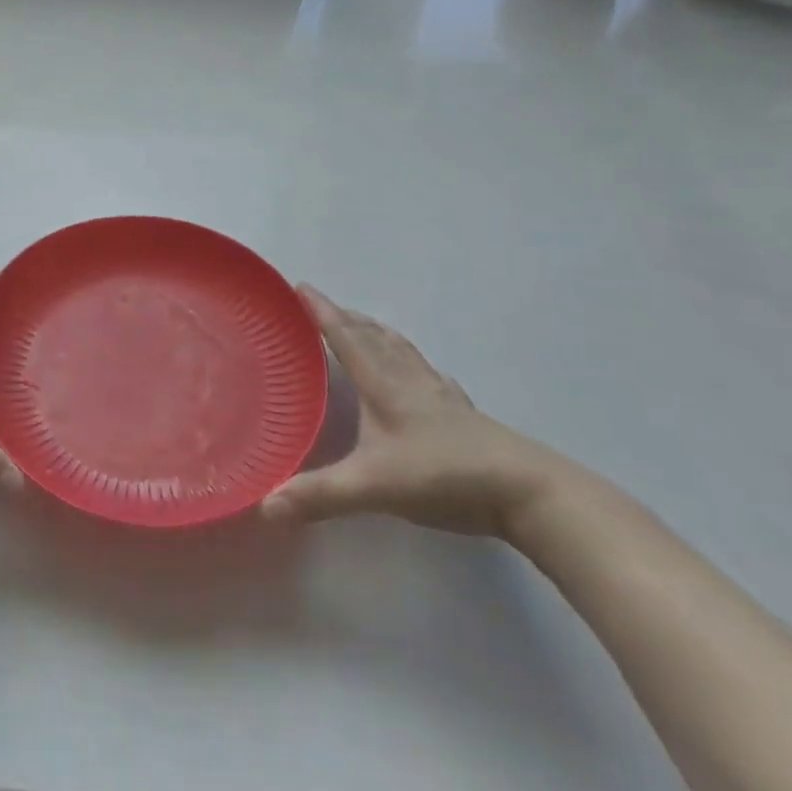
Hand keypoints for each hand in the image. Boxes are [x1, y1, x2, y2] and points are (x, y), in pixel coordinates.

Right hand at [260, 286, 558, 536]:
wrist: (527, 492)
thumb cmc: (444, 476)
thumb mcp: (374, 486)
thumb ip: (320, 495)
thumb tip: (264, 505)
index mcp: (384, 386)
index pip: (345, 338)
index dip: (321, 311)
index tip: (300, 286)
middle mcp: (410, 381)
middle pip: (374, 337)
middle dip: (346, 318)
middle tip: (323, 307)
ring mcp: (441, 397)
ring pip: (403, 351)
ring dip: (379, 334)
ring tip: (366, 326)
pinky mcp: (465, 416)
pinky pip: (431, 376)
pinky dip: (415, 364)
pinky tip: (424, 375)